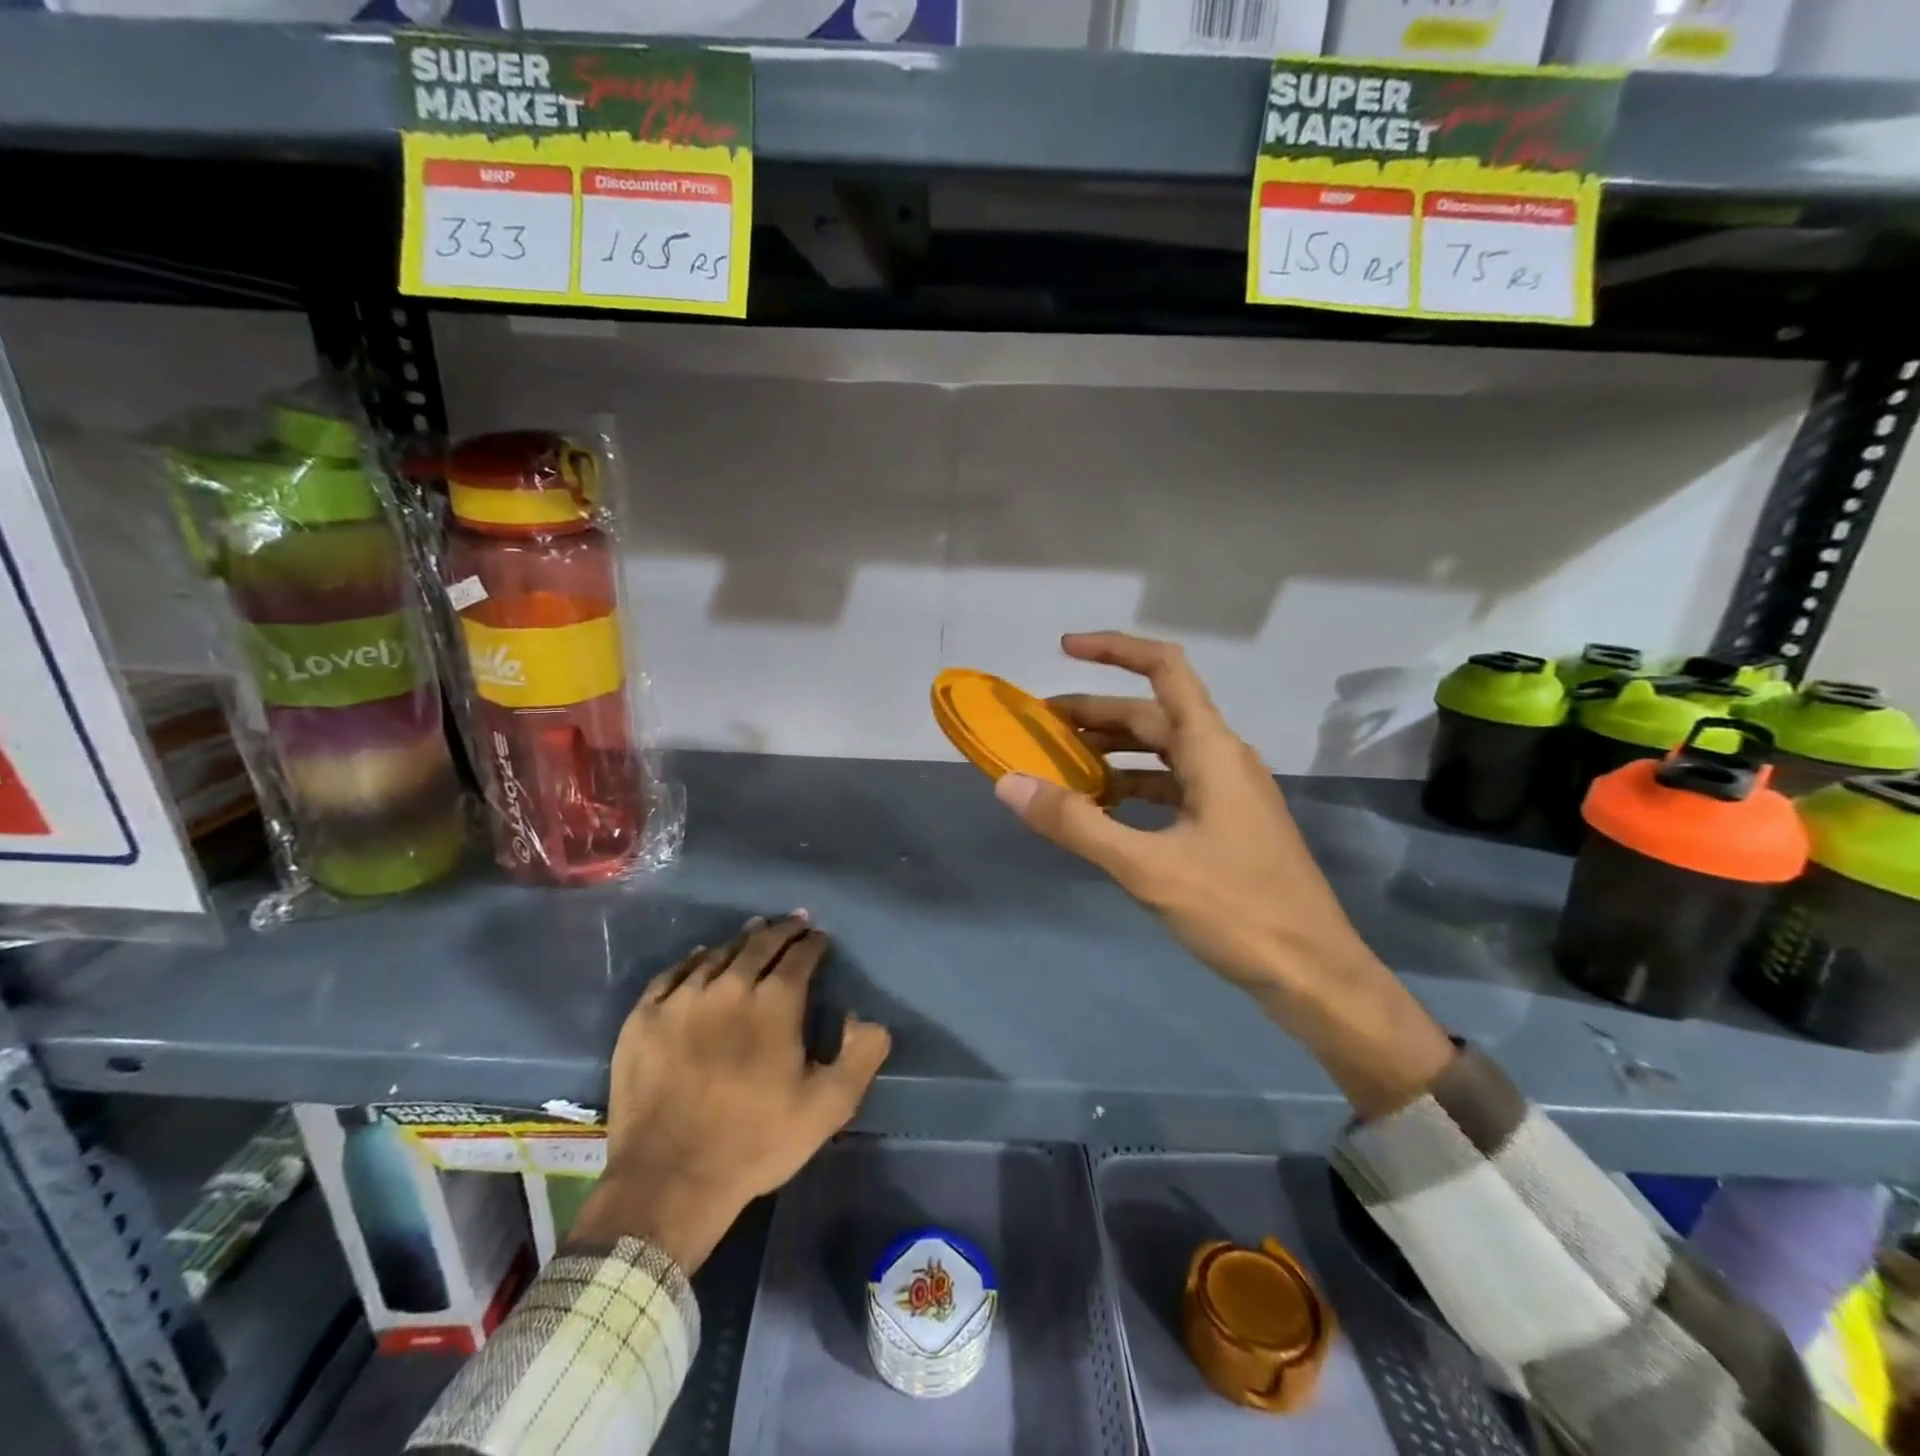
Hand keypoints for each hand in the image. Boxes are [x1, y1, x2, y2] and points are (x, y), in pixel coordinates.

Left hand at [570, 915, 890, 1271]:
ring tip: (754, 931)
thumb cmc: (756, 1142)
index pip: (800, 955)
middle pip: (759, 943)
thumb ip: (861, 1055)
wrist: (669, 1181)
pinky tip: (701, 957)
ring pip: (718, 954)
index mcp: (774, 1002)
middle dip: (781, 929)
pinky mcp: (644, 1018)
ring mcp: (682, 999)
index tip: (820, 937)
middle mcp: (729, 986)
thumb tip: (866, 1017)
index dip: (813, 943)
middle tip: (793, 921)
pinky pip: (673, 974)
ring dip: (742, 940)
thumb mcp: (829, 1107)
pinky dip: (693, 960)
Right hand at [995, 632, 1453, 1119]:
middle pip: (1152, 714)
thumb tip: (1008, 784)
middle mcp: (1222, 759)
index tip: (1064, 649)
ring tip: (1060, 765)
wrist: (1314, 974)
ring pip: (1161, 753)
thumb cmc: (1238, 911)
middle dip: (1095, 713)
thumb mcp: (1147, 867)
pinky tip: (1102, 809)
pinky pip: (1170, 787)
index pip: (1164, 669)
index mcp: (1212, 750)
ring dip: (1112, 751)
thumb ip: (1076, 824)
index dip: (1114, 649)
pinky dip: (1132, 788)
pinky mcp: (1226, 824)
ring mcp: (1228, 793)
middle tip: (1039, 726)